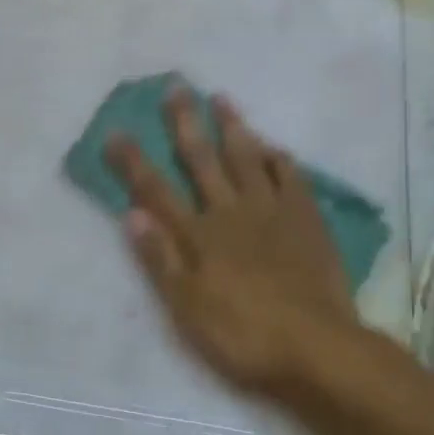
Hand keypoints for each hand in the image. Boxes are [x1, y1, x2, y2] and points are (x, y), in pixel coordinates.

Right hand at [106, 89, 356, 395]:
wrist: (317, 347)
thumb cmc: (244, 335)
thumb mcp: (188, 308)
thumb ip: (160, 259)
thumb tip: (130, 214)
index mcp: (199, 235)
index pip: (156, 190)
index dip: (134, 162)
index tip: (116, 131)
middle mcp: (231, 212)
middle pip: (202, 160)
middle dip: (185, 124)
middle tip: (175, 87)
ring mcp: (272, 212)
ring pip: (248, 158)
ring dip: (233, 127)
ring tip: (221, 98)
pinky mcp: (306, 220)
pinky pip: (291, 178)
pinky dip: (279, 159)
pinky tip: (274, 146)